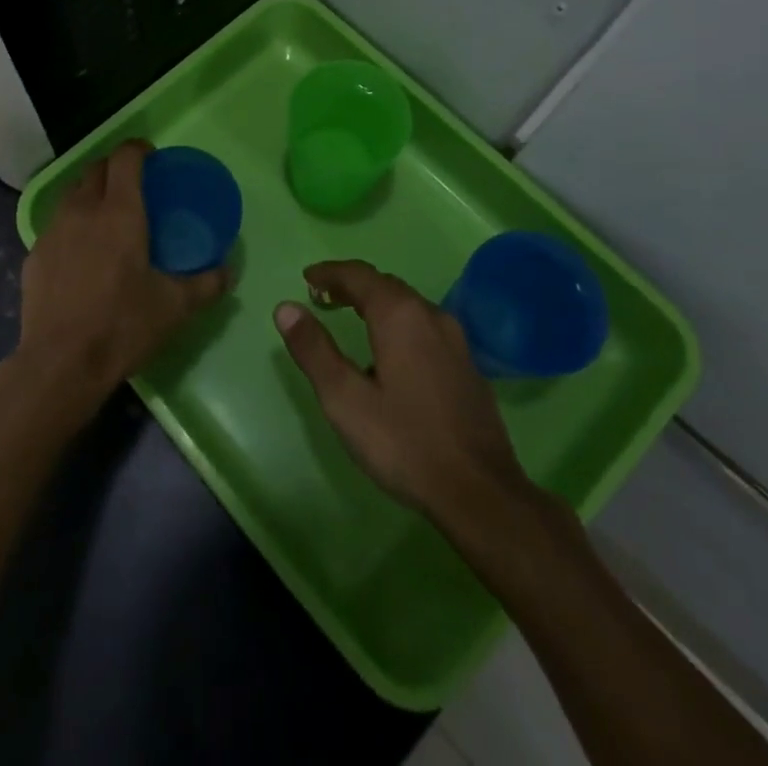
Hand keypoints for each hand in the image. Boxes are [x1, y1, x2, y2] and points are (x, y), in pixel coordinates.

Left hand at [14, 141, 230, 415]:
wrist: (60, 363)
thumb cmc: (122, 325)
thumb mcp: (174, 307)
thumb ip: (206, 284)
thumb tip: (229, 271)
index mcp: (120, 212)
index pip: (125, 157)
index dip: (139, 148)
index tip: (152, 157)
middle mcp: (83, 210)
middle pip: (96, 168)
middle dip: (115, 167)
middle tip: (134, 186)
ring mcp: (53, 231)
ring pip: (72, 194)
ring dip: (91, 193)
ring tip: (106, 216)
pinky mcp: (34, 254)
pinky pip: (56, 225)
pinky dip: (72, 226)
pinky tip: (81, 254)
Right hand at [274, 261, 547, 529]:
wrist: (481, 493)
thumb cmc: (404, 442)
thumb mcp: (345, 399)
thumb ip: (314, 350)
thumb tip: (286, 308)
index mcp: (399, 315)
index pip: (358, 275)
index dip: (329, 273)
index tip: (306, 278)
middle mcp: (430, 315)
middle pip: (385, 285)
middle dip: (351, 285)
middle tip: (322, 296)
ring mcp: (455, 339)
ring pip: (407, 304)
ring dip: (376, 302)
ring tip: (351, 318)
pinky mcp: (467, 364)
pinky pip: (424, 325)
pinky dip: (398, 322)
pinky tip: (389, 352)